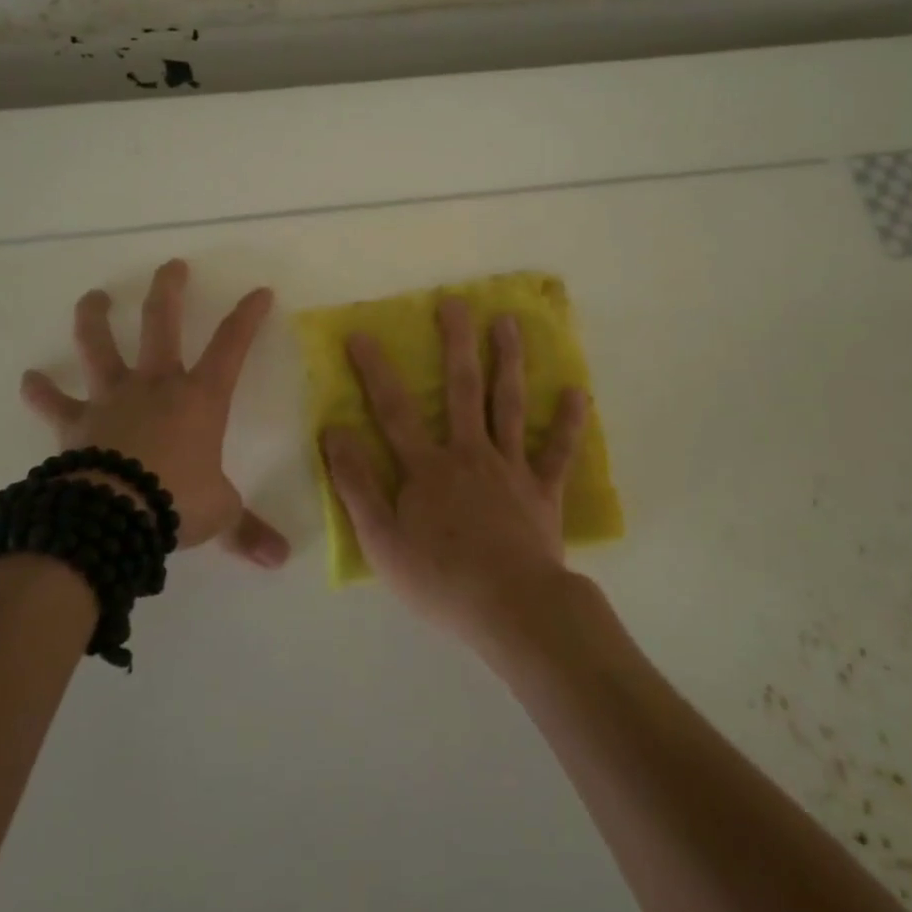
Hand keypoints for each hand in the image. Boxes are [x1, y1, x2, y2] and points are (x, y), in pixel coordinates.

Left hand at [20, 259, 289, 568]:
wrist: (113, 515)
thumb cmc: (176, 502)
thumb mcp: (220, 514)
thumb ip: (248, 530)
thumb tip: (279, 559)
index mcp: (199, 398)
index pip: (232, 346)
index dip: (247, 317)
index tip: (259, 291)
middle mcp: (155, 385)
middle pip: (162, 324)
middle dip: (169, 291)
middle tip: (172, 266)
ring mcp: (112, 398)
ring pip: (101, 346)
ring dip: (96, 318)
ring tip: (94, 297)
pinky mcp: (76, 422)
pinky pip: (54, 403)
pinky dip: (41, 391)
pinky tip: (29, 379)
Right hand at [319, 296, 587, 643]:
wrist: (511, 609)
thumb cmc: (439, 579)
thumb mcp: (381, 540)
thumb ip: (356, 484)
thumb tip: (334, 431)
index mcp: (427, 467)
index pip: (394, 410)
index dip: (375, 370)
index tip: (362, 333)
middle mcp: (469, 454)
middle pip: (462, 389)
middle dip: (457, 343)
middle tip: (456, 302)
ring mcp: (510, 468)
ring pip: (509, 404)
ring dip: (509, 361)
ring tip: (509, 322)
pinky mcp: (543, 490)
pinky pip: (557, 451)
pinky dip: (568, 422)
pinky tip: (578, 392)